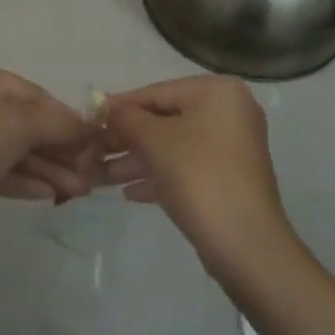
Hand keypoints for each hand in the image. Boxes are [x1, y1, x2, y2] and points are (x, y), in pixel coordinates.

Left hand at [0, 63, 96, 233]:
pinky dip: (25, 179)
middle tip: (89, 172)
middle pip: (25, 123)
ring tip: (79, 190)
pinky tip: (50, 194)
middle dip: (58, 148)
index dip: (64, 116)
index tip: (92, 140)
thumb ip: (58, 124)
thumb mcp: (21, 124)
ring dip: (47, 168)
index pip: (33, 93)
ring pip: (14, 150)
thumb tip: (87, 128)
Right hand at [100, 75, 297, 276]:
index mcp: (217, 92)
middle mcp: (230, 112)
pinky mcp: (230, 178)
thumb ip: (126, 118)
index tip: (91, 119)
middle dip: (128, 138)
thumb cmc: (197, 175)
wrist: (244, 242)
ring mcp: (233, 147)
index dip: (121, 106)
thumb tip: (104, 104)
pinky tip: (129, 193)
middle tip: (94, 151)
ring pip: (175, 146)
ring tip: (102, 177)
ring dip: (139, 160)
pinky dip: (160, 176)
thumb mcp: (153, 140)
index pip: (158, 92)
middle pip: (166, 119)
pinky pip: (188, 168)